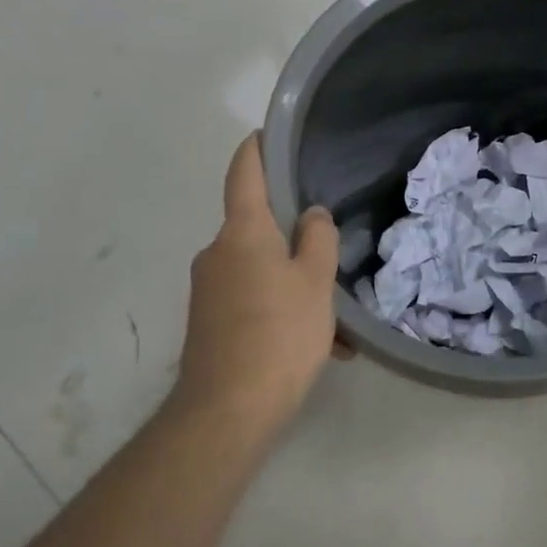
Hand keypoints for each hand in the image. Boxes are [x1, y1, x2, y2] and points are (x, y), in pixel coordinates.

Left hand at [175, 134, 340, 435]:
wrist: (226, 413)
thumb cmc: (278, 334)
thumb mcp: (315, 283)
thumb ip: (317, 240)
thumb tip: (310, 215)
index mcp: (242, 233)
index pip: (244, 173)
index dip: (257, 148)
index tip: (268, 133)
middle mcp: (217, 253)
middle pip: (258, 226)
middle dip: (294, 237)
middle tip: (332, 250)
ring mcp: (209, 289)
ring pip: (261, 270)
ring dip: (297, 284)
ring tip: (338, 322)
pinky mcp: (209, 322)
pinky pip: (253, 301)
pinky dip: (283, 311)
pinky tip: (320, 346)